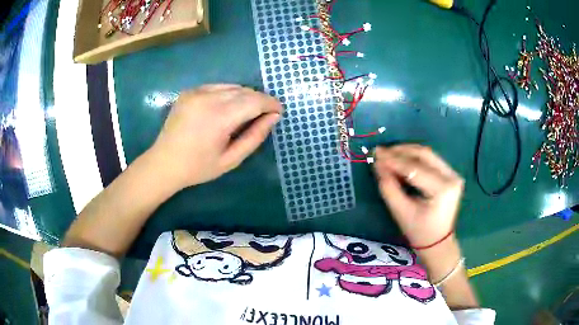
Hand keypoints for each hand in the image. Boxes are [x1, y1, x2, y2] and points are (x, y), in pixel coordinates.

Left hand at [150, 84, 281, 188]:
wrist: (164, 162)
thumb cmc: (198, 167)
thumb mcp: (231, 159)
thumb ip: (255, 137)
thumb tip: (273, 117)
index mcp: (219, 117)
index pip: (254, 100)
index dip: (270, 103)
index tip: (279, 111)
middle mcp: (208, 98)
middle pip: (244, 91)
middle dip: (259, 100)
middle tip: (265, 114)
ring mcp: (196, 92)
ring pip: (232, 87)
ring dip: (245, 96)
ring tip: (247, 112)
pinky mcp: (190, 91)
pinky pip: (218, 87)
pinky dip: (228, 94)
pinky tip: (227, 108)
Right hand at [373, 145, 463, 247]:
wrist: (438, 242)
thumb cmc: (419, 231)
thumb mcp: (400, 212)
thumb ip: (389, 187)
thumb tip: (377, 164)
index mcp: (442, 189)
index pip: (415, 169)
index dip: (394, 160)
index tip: (375, 154)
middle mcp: (452, 177)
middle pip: (424, 155)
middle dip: (400, 151)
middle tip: (380, 151)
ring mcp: (453, 173)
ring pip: (427, 154)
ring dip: (406, 152)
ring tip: (388, 154)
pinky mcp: (450, 174)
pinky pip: (430, 159)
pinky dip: (414, 157)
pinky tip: (401, 159)